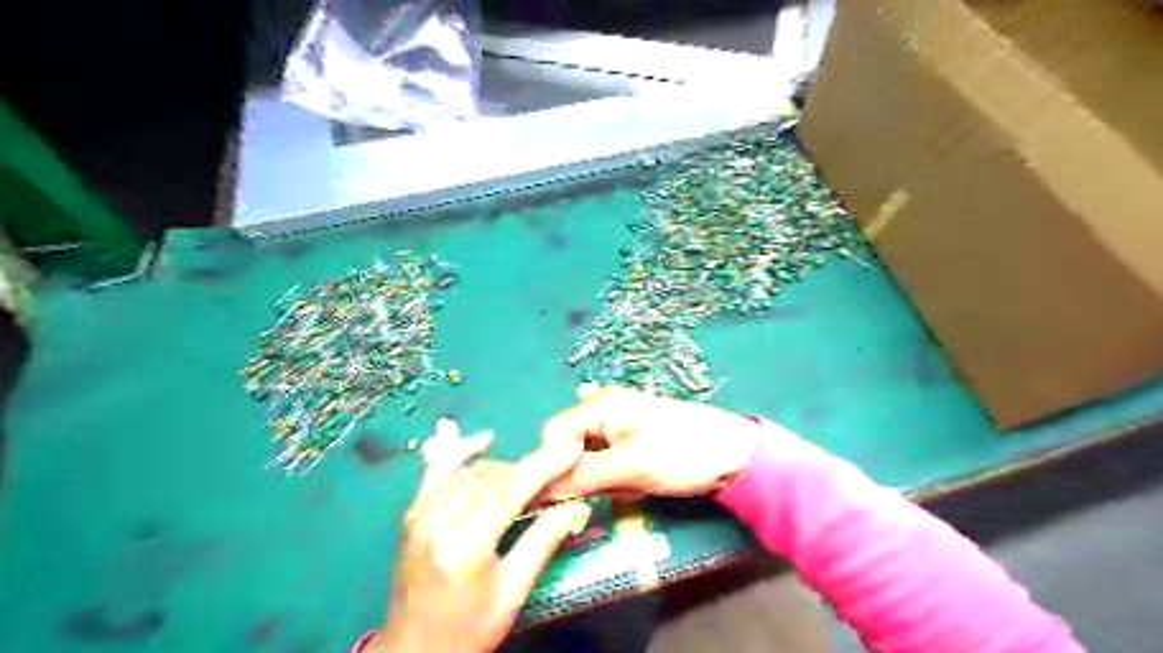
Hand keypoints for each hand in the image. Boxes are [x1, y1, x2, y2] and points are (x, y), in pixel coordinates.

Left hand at [371, 430, 593, 649]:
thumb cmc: (468, 629)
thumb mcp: (512, 592)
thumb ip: (543, 542)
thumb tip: (576, 507)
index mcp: (467, 542)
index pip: (512, 489)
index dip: (544, 465)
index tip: (571, 449)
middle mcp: (441, 518)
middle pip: (494, 476)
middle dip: (530, 468)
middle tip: (558, 469)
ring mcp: (423, 513)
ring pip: (473, 472)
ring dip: (505, 469)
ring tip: (530, 477)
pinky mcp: (414, 513)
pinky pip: (439, 471)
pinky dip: (462, 453)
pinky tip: (484, 441)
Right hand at [542, 384, 770, 503]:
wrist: (736, 455)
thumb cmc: (682, 454)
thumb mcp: (628, 468)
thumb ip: (580, 477)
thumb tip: (537, 491)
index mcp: (600, 405)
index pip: (552, 435)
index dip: (553, 466)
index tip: (569, 494)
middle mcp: (604, 408)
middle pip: (569, 446)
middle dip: (583, 473)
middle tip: (610, 487)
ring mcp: (620, 422)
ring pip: (588, 458)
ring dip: (602, 478)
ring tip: (631, 484)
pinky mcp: (633, 438)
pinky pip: (607, 461)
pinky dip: (616, 476)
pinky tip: (638, 482)